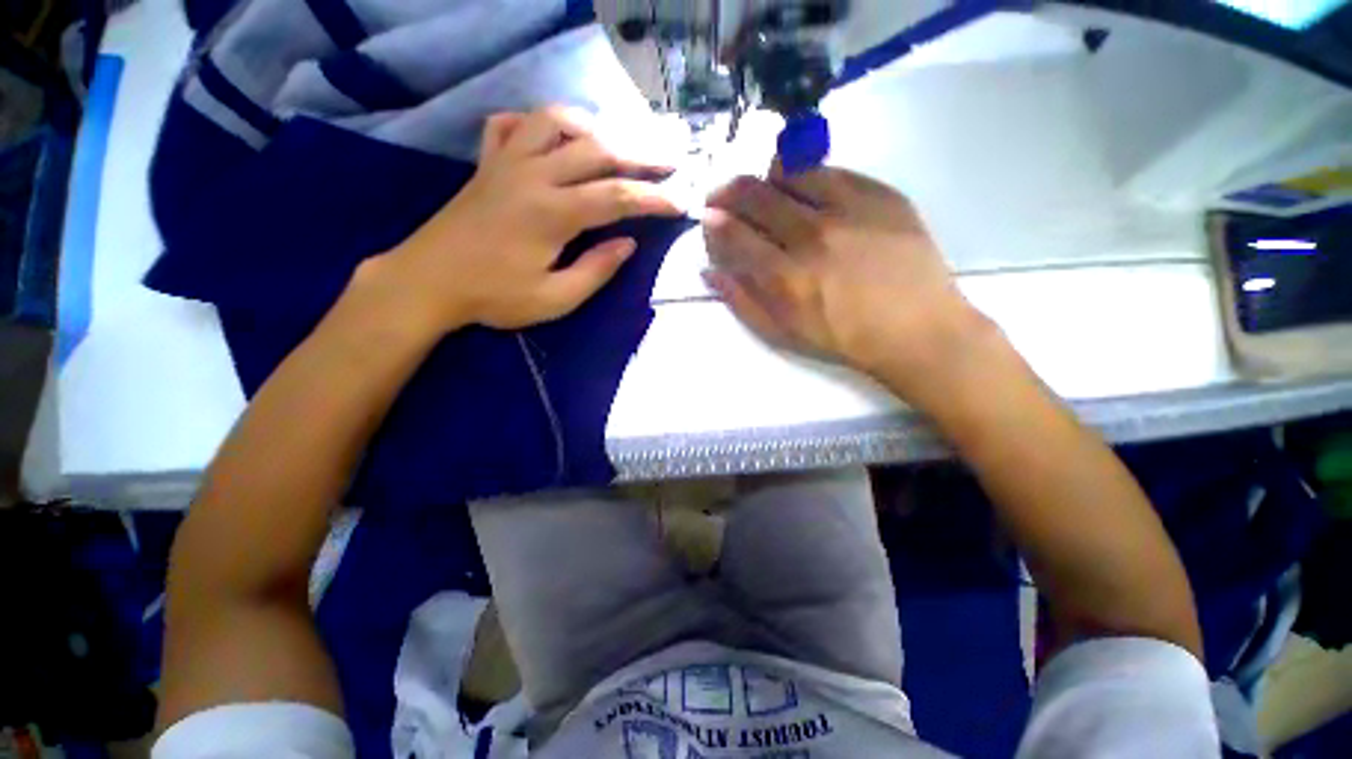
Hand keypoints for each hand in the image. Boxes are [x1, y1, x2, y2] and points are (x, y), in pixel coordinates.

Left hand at [367, 107, 680, 333]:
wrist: (427, 281)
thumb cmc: (493, 296)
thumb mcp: (554, 299)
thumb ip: (596, 271)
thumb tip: (628, 244)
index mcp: (552, 212)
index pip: (617, 197)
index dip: (654, 198)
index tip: (681, 202)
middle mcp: (533, 175)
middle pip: (597, 149)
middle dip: (639, 155)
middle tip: (668, 161)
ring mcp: (506, 161)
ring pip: (556, 121)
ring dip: (593, 128)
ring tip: (615, 145)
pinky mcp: (487, 163)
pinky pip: (512, 124)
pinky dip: (537, 123)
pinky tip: (552, 138)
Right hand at [702, 165, 992, 405]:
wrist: (917, 329)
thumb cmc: (842, 338)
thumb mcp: (782, 333)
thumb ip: (742, 301)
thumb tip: (710, 271)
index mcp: (785, 276)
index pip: (734, 234)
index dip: (714, 221)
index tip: (708, 217)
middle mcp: (812, 236)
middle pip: (755, 195)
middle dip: (728, 191)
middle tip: (722, 195)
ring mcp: (848, 209)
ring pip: (789, 172)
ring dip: (764, 178)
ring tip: (762, 189)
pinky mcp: (880, 194)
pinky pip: (830, 170)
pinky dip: (806, 175)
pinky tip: (803, 188)